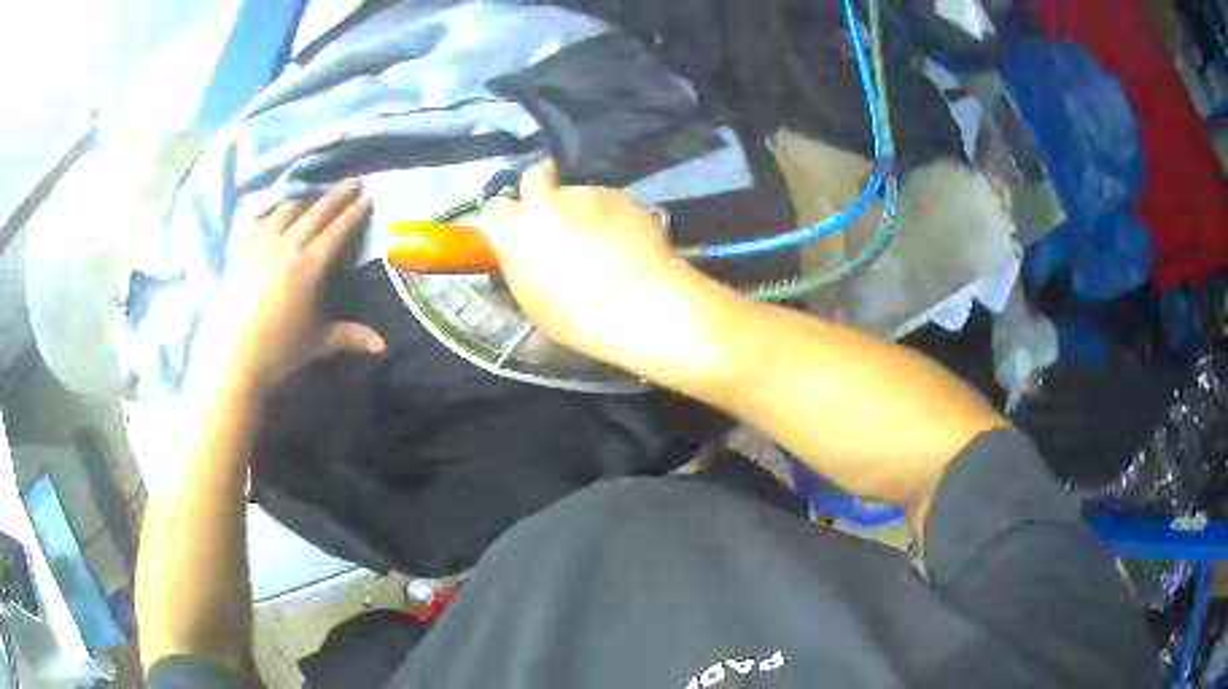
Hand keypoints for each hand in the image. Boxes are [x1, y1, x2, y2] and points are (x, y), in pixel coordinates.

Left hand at [187, 180, 385, 398]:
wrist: (234, 357)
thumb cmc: (279, 350)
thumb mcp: (318, 342)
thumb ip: (350, 336)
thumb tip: (383, 345)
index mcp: (309, 266)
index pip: (336, 231)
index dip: (353, 214)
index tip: (367, 198)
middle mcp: (286, 246)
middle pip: (315, 213)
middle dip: (336, 196)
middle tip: (353, 181)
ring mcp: (260, 245)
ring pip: (285, 211)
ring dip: (304, 199)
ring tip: (314, 194)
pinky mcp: (239, 252)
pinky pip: (255, 221)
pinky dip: (267, 211)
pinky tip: (271, 209)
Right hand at [478, 162, 691, 366]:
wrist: (643, 306)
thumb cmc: (580, 318)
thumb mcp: (534, 301)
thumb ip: (525, 265)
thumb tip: (529, 252)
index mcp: (516, 233)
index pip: (495, 208)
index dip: (508, 219)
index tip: (519, 230)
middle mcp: (547, 203)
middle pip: (534, 176)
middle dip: (540, 188)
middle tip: (554, 214)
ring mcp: (587, 194)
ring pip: (576, 193)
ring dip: (582, 210)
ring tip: (603, 240)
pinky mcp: (621, 195)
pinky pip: (608, 201)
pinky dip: (612, 215)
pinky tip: (627, 240)